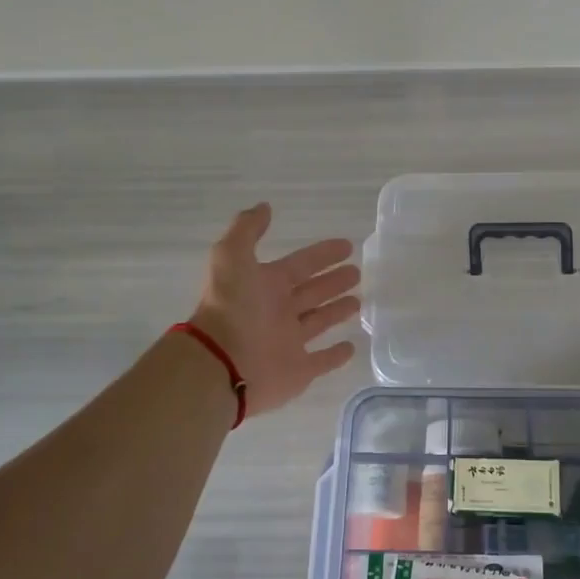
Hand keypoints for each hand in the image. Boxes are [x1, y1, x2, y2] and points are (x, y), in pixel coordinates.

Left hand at [190, 203, 359, 416]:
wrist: (221, 362)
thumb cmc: (231, 307)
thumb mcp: (231, 256)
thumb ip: (247, 229)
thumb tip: (265, 207)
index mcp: (266, 285)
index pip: (301, 265)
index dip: (322, 255)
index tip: (347, 245)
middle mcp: (278, 312)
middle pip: (311, 292)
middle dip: (333, 282)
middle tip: (357, 273)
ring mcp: (289, 342)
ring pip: (318, 322)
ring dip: (336, 311)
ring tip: (358, 301)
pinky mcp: (298, 371)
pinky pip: (321, 361)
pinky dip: (336, 355)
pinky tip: (352, 347)